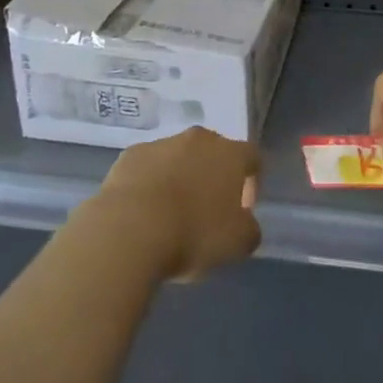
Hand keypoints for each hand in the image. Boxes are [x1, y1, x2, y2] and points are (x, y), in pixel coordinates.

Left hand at [87, 127, 261, 280]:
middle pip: (213, 152)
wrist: (130, 228)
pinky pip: (148, 166)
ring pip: (178, 157)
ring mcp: (162, 143)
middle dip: (214, 177)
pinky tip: (143, 211)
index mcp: (230, 154)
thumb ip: (249, 229)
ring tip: (171, 214)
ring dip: (180, 178)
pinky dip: (150, 182)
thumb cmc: (193, 233)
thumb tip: (246, 223)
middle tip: (208, 210)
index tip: (244, 209)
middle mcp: (199, 139)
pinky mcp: (131, 154)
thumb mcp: (237, 243)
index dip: (252, 182)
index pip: (252, 157)